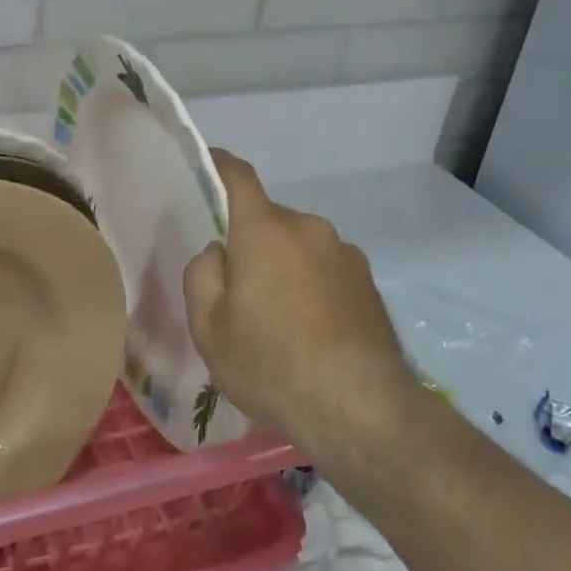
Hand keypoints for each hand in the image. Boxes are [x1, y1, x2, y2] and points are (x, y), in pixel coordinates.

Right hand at [183, 150, 414, 462]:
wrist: (360, 408)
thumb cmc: (271, 365)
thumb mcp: (209, 329)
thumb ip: (202, 276)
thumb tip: (218, 252)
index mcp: (265, 231)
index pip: (238, 177)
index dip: (219, 165)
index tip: (207, 161)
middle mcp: (309, 229)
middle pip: (268, 220)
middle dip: (250, 242)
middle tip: (237, 290)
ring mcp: (345, 254)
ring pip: (299, 246)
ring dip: (284, 266)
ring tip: (279, 320)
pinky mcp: (369, 282)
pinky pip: (326, 269)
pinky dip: (312, 285)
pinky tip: (311, 331)